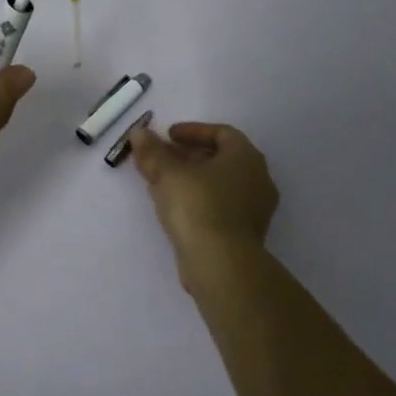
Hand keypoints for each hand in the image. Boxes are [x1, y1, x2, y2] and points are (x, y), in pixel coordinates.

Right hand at [127, 120, 278, 290]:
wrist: (221, 264)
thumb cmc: (198, 206)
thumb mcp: (168, 173)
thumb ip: (152, 151)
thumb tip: (139, 132)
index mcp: (246, 157)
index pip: (222, 133)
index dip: (193, 131)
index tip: (168, 136)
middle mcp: (257, 179)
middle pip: (219, 159)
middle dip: (187, 156)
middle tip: (161, 158)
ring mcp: (254, 210)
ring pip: (218, 185)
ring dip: (189, 179)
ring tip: (160, 182)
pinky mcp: (244, 234)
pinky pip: (219, 206)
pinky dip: (197, 200)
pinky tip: (172, 207)